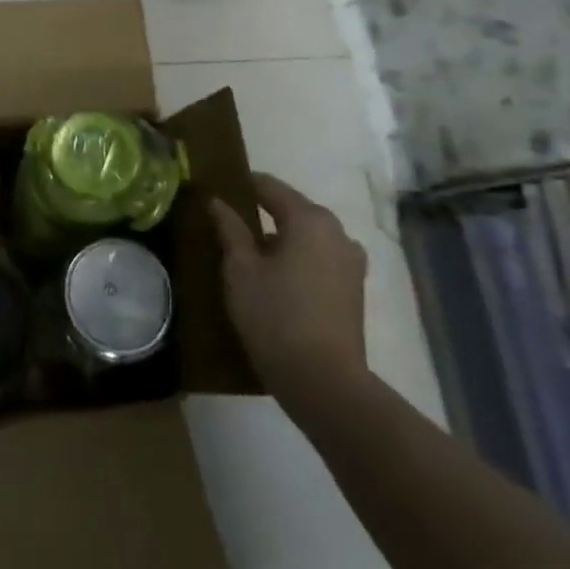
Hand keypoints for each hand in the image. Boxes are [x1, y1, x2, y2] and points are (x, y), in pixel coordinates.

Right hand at [212, 173, 367, 403]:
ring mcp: (351, 261)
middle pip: (292, 208)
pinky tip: (276, 277)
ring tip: (249, 253)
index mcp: (309, 219)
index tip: (216, 190)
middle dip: (261, 212)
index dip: (241, 185)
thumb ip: (229, 229)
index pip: (269, 186)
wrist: (324, 382)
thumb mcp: (240, 269)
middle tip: (227, 223)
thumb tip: (218, 201)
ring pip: (307, 235)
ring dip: (281, 237)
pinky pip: (319, 258)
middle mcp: (337, 232)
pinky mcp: (354, 289)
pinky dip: (298, 258)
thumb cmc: (275, 316)